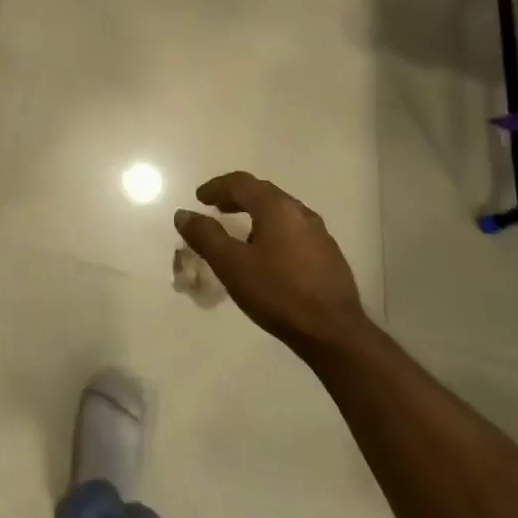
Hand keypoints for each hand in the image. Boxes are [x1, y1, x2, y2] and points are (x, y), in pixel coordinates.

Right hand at [175, 172, 364, 352]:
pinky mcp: (329, 255)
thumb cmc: (278, 293)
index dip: (217, 187)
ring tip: (240, 232)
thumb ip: (205, 236)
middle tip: (217, 209)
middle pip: (263, 193)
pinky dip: (273, 230)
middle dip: (236, 197)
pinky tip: (269, 255)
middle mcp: (300, 212)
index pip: (241, 183)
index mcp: (277, 207)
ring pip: (281, 212)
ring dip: (256, 214)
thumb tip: (183, 214)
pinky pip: (294, 230)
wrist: (334, 334)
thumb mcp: (232, 265)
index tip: (200, 198)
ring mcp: (319, 234)